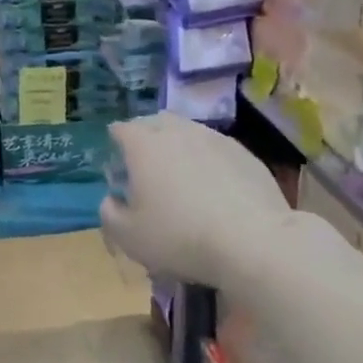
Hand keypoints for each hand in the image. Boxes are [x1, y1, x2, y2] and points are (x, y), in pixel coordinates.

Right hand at [100, 113, 290, 288]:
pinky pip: (216, 148)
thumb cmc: (179, 237)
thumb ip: (110, 213)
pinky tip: (211, 184)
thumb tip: (112, 199)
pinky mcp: (245, 154)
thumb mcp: (128, 236)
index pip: (122, 129)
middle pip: (156, 121)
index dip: (115, 141)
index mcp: (144, 146)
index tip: (116, 160)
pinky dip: (206, 158)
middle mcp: (179, 132)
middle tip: (144, 161)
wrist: (252, 241)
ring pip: (189, 131)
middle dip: (146, 135)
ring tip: (179, 172)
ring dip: (178, 144)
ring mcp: (216, 139)